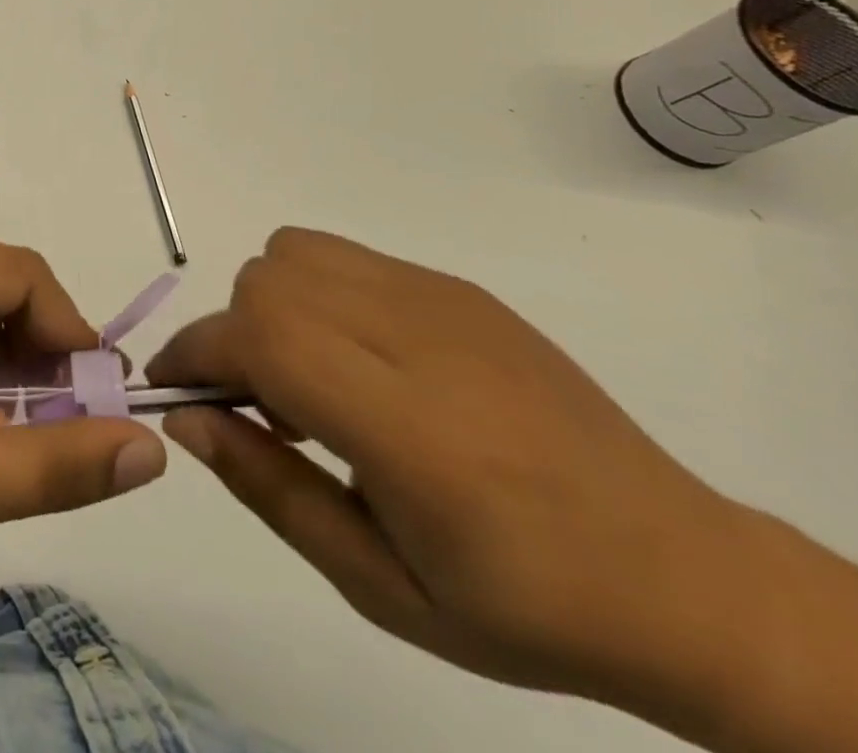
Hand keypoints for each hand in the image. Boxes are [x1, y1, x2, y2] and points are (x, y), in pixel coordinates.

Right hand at [145, 228, 768, 725]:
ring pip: (295, 252)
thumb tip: (186, 418)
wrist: (682, 577)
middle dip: (231, 335)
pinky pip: (343, 256)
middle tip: (259, 405)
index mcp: (410, 430)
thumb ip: (269, 489)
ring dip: (269, 305)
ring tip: (306, 375)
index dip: (195, 352)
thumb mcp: (380, 585)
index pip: (262, 339)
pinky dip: (313, 293)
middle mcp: (421, 341)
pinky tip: (356, 359)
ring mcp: (442, 301)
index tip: (175, 390)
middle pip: (266, 283)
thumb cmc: (524, 605)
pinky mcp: (457, 288)